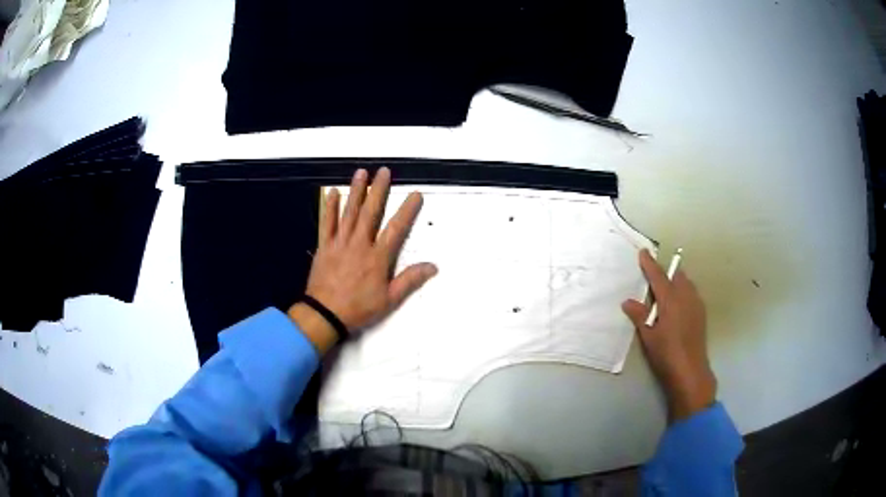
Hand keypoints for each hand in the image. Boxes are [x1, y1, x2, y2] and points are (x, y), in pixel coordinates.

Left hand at [289, 168, 437, 353]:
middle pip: (370, 212)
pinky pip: (327, 223)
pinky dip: (330, 207)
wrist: (325, 314)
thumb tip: (433, 266)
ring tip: (361, 173)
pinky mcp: (324, 246)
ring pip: (349, 212)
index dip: (407, 210)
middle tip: (383, 171)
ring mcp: (340, 243)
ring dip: (355, 191)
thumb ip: (410, 280)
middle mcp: (360, 244)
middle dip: (378, 190)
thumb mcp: (389, 300)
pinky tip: (332, 193)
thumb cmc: (359, 308)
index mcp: (378, 257)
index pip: (396, 229)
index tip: (415, 194)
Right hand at [622, 249, 716, 421]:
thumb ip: (639, 316)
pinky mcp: (701, 313)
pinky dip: (683, 291)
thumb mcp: (648, 336)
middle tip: (653, 275)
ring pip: (686, 283)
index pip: (658, 276)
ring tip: (665, 289)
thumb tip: (627, 301)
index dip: (649, 264)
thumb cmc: (666, 354)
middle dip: (665, 271)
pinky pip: (691, 293)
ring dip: (675, 280)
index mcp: (671, 299)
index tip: (643, 251)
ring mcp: (696, 304)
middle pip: (676, 275)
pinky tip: (677, 304)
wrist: (690, 371)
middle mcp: (686, 296)